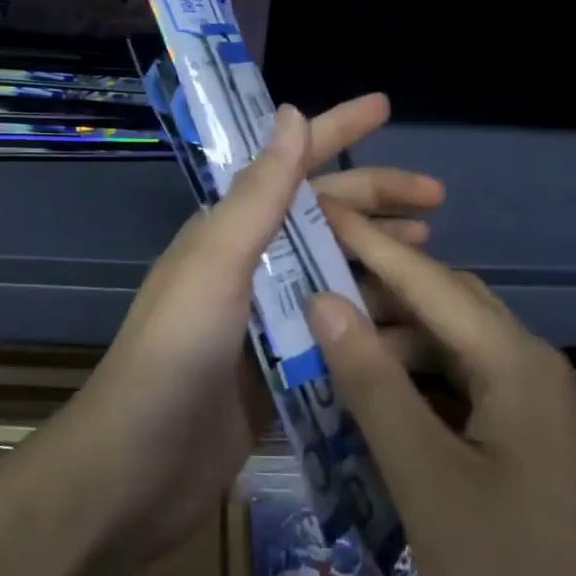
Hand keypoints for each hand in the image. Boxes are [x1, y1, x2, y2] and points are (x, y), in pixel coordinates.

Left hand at [43, 93, 442, 567]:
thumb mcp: (218, 262)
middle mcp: (251, 265)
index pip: (292, 164)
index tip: (386, 105)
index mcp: (231, 230)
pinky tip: (416, 326)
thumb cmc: (174, 353)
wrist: (136, 471)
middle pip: (326, 218)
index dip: (338, 129)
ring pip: (338, 273)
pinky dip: (374, 323)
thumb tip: (291, 110)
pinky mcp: (283, 370)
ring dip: (383, 261)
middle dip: (378, 201)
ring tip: (435, 257)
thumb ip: (259, 192)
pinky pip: (339, 333)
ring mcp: (269, 319)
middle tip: (439, 201)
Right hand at [306, 211, 575, 575]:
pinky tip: (369, 394)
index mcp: (516, 362)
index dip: (367, 243)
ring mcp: (530, 408)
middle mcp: (529, 368)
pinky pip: (459, 387)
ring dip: (392, 338)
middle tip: (310, 275)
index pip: (427, 280)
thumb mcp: (425, 479)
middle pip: (443, 303)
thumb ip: (372, 382)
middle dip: (378, 286)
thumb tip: (323, 300)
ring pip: (450, 346)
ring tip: (327, 336)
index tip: (316, 208)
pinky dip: (412, 381)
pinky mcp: (523, 443)